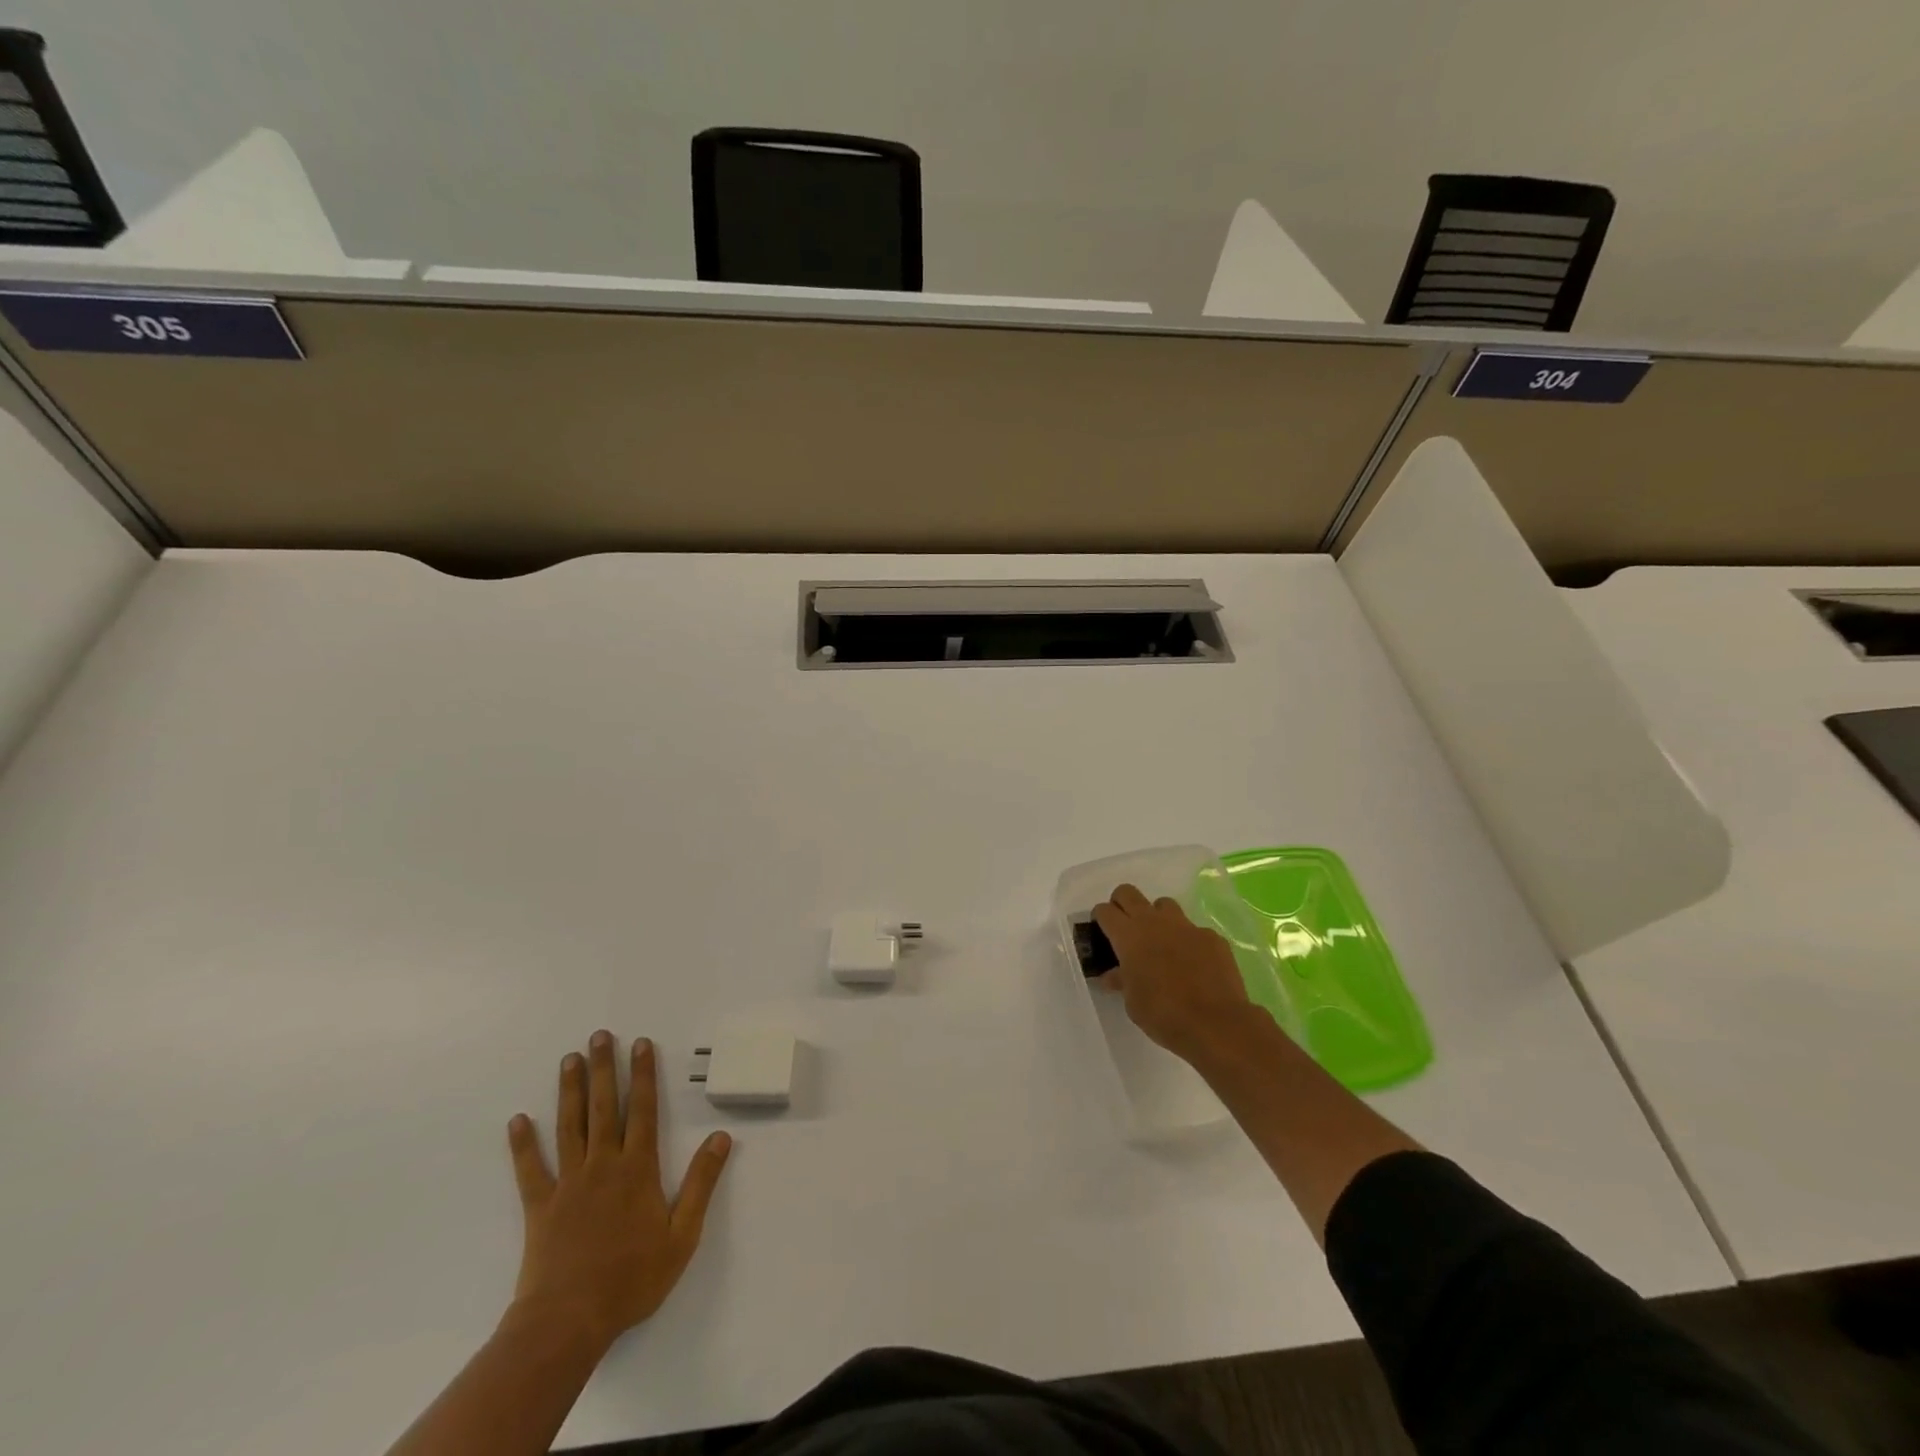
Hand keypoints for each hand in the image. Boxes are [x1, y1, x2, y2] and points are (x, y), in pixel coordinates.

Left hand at [506, 1031, 731, 1351]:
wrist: (568, 1322)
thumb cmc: (631, 1278)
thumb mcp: (682, 1235)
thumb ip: (702, 1183)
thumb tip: (721, 1136)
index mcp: (638, 1169)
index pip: (643, 1110)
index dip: (643, 1074)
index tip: (641, 1043)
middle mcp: (603, 1165)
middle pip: (604, 1107)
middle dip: (605, 1068)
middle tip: (600, 1036)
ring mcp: (569, 1183)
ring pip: (570, 1126)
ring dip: (570, 1091)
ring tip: (569, 1059)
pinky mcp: (540, 1207)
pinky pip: (530, 1170)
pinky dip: (523, 1144)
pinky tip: (518, 1120)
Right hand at [1094, 884, 1252, 1058]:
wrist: (1216, 1023)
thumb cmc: (1163, 1014)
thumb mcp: (1132, 1002)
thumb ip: (1121, 980)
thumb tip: (1113, 975)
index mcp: (1129, 936)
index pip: (1105, 911)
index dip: (1100, 919)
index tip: (1101, 932)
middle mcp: (1154, 922)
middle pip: (1128, 893)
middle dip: (1122, 905)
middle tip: (1125, 929)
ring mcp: (1186, 926)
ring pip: (1163, 905)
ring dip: (1157, 918)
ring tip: (1160, 943)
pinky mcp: (1211, 937)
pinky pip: (1193, 929)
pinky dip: (1187, 941)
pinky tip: (1193, 964)